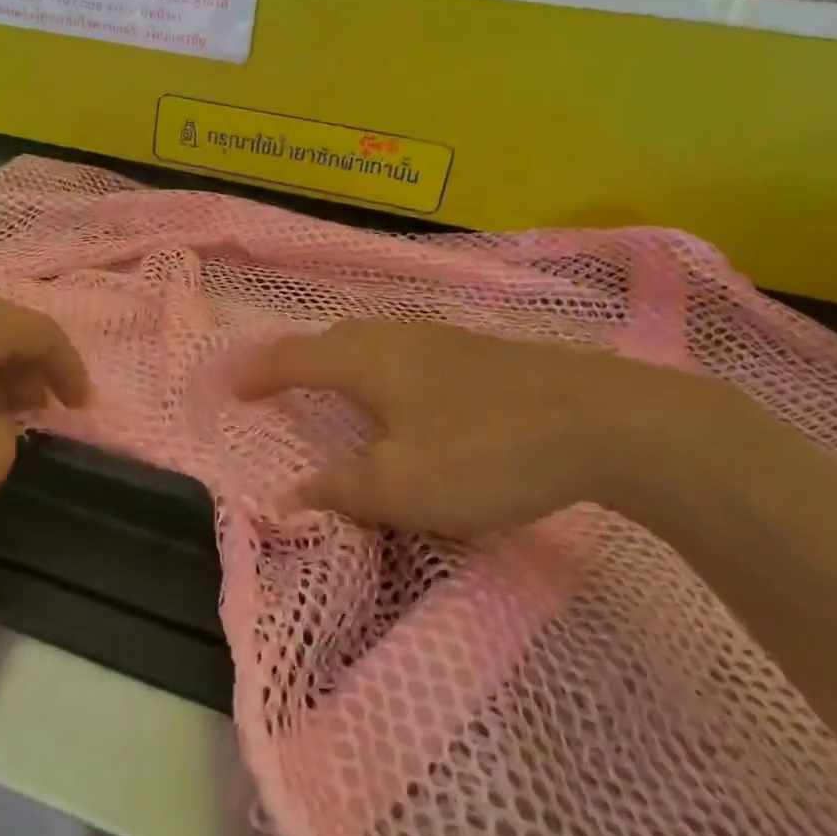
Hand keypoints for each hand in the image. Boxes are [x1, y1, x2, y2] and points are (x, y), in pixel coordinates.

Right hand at [233, 319, 737, 537]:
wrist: (606, 420)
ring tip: (333, 383)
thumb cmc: (486, 451)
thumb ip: (340, 490)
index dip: (257, 372)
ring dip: (341, 359)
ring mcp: (443, 339)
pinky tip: (404, 392)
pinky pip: (406, 351)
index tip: (229, 383)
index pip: (294, 358)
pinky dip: (381, 367)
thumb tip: (286, 498)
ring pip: (373, 341)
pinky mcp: (481, 352)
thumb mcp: (402, 486)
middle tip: (277, 380)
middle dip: (297, 358)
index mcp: (367, 361)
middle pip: (332, 340)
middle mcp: (398, 337)